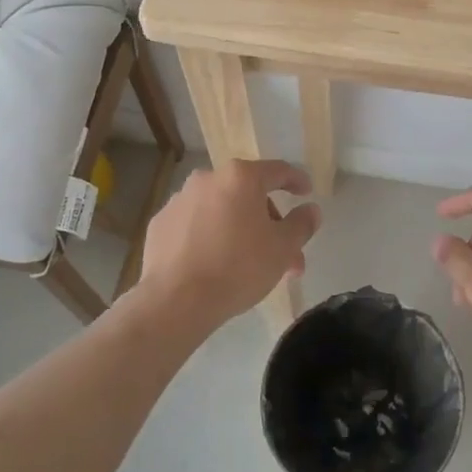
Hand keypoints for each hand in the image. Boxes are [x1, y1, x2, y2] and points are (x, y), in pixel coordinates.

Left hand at [136, 161, 320, 332]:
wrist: (176, 300)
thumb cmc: (238, 267)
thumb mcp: (283, 248)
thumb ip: (302, 224)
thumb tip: (311, 210)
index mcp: (241, 177)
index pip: (278, 171)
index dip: (296, 181)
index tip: (306, 193)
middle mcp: (208, 179)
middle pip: (248, 194)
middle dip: (269, 222)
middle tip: (283, 254)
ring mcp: (180, 200)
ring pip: (221, 210)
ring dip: (240, 229)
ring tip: (250, 265)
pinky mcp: (160, 224)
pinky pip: (195, 224)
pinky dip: (210, 236)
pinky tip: (215, 263)